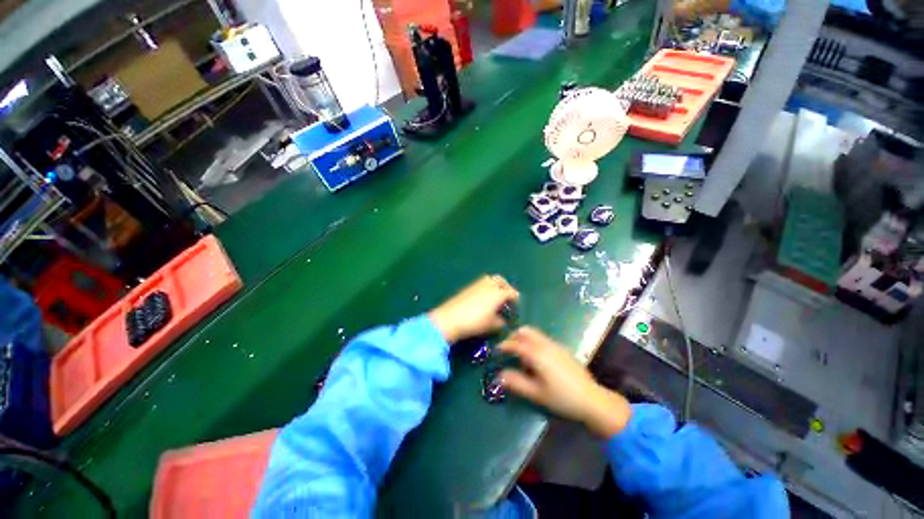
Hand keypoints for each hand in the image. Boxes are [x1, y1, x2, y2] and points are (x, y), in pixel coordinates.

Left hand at [429, 275, 519, 343]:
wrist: (450, 318)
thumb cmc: (474, 322)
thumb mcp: (491, 325)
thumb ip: (501, 322)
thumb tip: (504, 320)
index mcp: (498, 293)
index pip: (512, 293)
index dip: (516, 299)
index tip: (517, 305)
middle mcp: (489, 285)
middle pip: (501, 281)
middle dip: (506, 287)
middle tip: (507, 297)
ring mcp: (477, 284)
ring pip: (491, 279)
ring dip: (496, 285)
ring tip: (496, 297)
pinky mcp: (468, 287)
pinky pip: (482, 283)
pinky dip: (487, 287)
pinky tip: (485, 299)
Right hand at [498, 327, 631, 437]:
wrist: (592, 400)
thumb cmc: (562, 398)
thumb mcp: (537, 393)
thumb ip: (517, 383)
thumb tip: (500, 375)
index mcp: (537, 354)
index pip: (516, 344)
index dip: (505, 345)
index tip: (497, 349)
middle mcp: (546, 344)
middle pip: (526, 331)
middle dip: (515, 336)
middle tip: (509, 349)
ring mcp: (556, 345)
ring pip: (536, 334)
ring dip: (525, 339)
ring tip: (522, 357)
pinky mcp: (563, 349)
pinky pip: (544, 339)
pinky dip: (535, 342)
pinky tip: (538, 360)